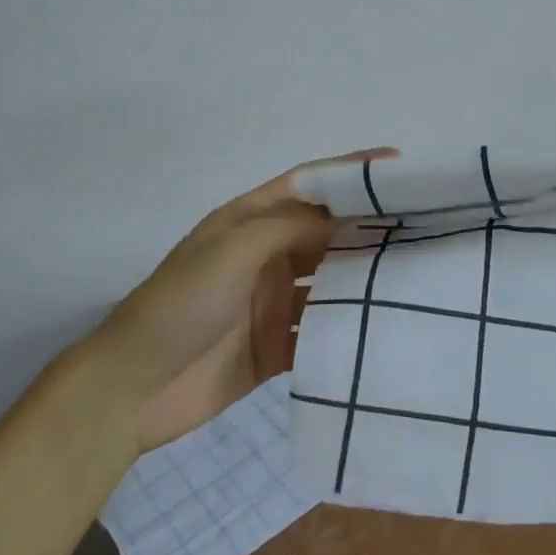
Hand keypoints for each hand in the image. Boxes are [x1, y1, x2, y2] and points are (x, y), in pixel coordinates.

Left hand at [96, 149, 394, 450]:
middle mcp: (265, 255)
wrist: (131, 389)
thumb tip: (343, 216)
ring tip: (417, 274)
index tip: (397, 164)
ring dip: (362, 278)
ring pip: (328, 282)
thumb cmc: (180, 304)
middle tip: (424, 224)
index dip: (349, 172)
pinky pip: (319, 331)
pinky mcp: (274, 347)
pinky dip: (346, 329)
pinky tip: (384, 328)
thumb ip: (290, 227)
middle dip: (367, 226)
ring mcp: (270, 302)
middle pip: (325, 233)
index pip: (308, 185)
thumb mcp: (233, 250)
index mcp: (249, 221)